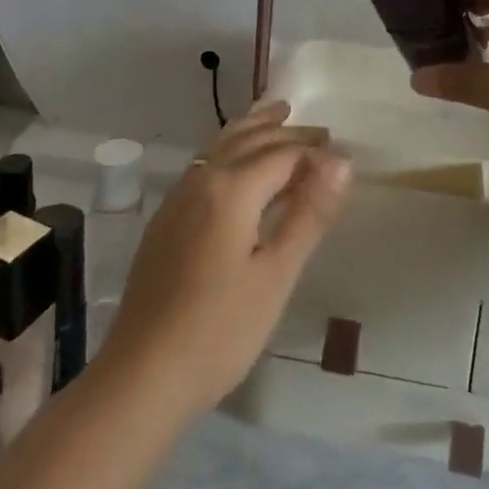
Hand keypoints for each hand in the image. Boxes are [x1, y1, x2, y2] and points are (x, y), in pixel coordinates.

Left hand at [95, 101, 351, 419]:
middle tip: (323, 132)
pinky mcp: (166, 217)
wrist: (142, 375)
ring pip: (222, 143)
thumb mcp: (276, 275)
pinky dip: (230, 146)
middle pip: (251, 140)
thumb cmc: (219, 331)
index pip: (283, 153)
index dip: (317, 152)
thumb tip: (342, 160)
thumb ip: (309, 213)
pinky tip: (236, 161)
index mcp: (231, 188)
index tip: (346, 155)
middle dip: (288, 132)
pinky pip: (205, 162)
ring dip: (254, 127)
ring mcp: (178, 196)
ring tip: (278, 113)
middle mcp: (202, 179)